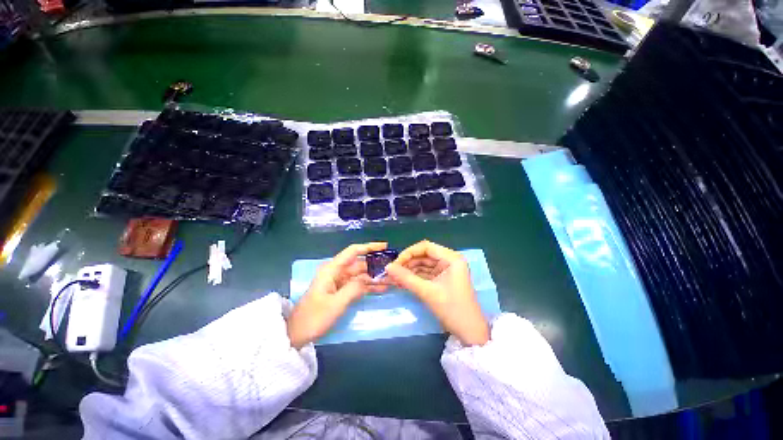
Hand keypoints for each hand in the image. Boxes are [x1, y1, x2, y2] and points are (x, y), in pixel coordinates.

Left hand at [287, 242, 388, 348]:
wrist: (297, 334)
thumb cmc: (313, 318)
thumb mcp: (335, 304)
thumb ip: (353, 289)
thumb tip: (369, 280)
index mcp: (332, 269)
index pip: (353, 252)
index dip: (369, 247)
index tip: (384, 247)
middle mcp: (336, 272)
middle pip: (360, 264)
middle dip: (376, 266)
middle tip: (393, 270)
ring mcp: (339, 282)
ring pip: (361, 275)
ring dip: (375, 277)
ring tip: (392, 280)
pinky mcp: (341, 291)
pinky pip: (358, 285)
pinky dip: (369, 286)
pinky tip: (382, 288)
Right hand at [386, 241, 489, 345]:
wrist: (470, 332)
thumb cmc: (452, 309)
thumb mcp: (427, 292)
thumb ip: (406, 278)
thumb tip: (387, 267)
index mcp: (451, 258)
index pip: (425, 247)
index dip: (408, 253)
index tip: (395, 263)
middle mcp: (449, 260)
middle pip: (424, 255)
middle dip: (407, 263)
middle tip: (392, 272)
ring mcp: (446, 269)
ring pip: (423, 264)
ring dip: (409, 271)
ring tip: (394, 278)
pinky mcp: (443, 279)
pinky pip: (426, 273)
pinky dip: (415, 277)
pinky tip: (403, 282)